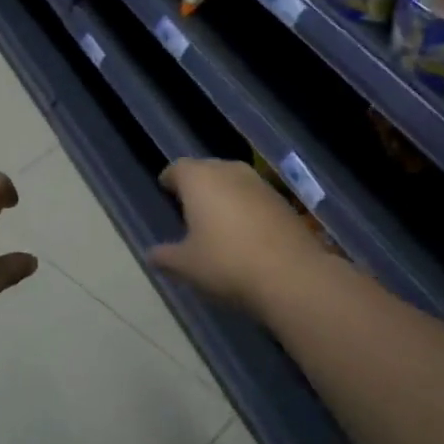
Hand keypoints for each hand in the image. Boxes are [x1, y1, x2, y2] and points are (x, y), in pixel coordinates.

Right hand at [146, 158, 330, 315]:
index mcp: (199, 179)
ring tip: (216, 219)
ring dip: (223, 195)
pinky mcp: (282, 201)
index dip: (170, 179)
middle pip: (207, 170)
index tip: (165, 189)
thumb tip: (151, 255)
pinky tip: (244, 231)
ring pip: (233, 181)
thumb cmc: (226, 263)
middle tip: (188, 206)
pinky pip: (254, 197)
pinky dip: (245, 207)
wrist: (291, 274)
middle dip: (197, 185)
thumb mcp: (186, 266)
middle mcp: (229, 171)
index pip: (178, 168)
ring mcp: (259, 184)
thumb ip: (165, 257)